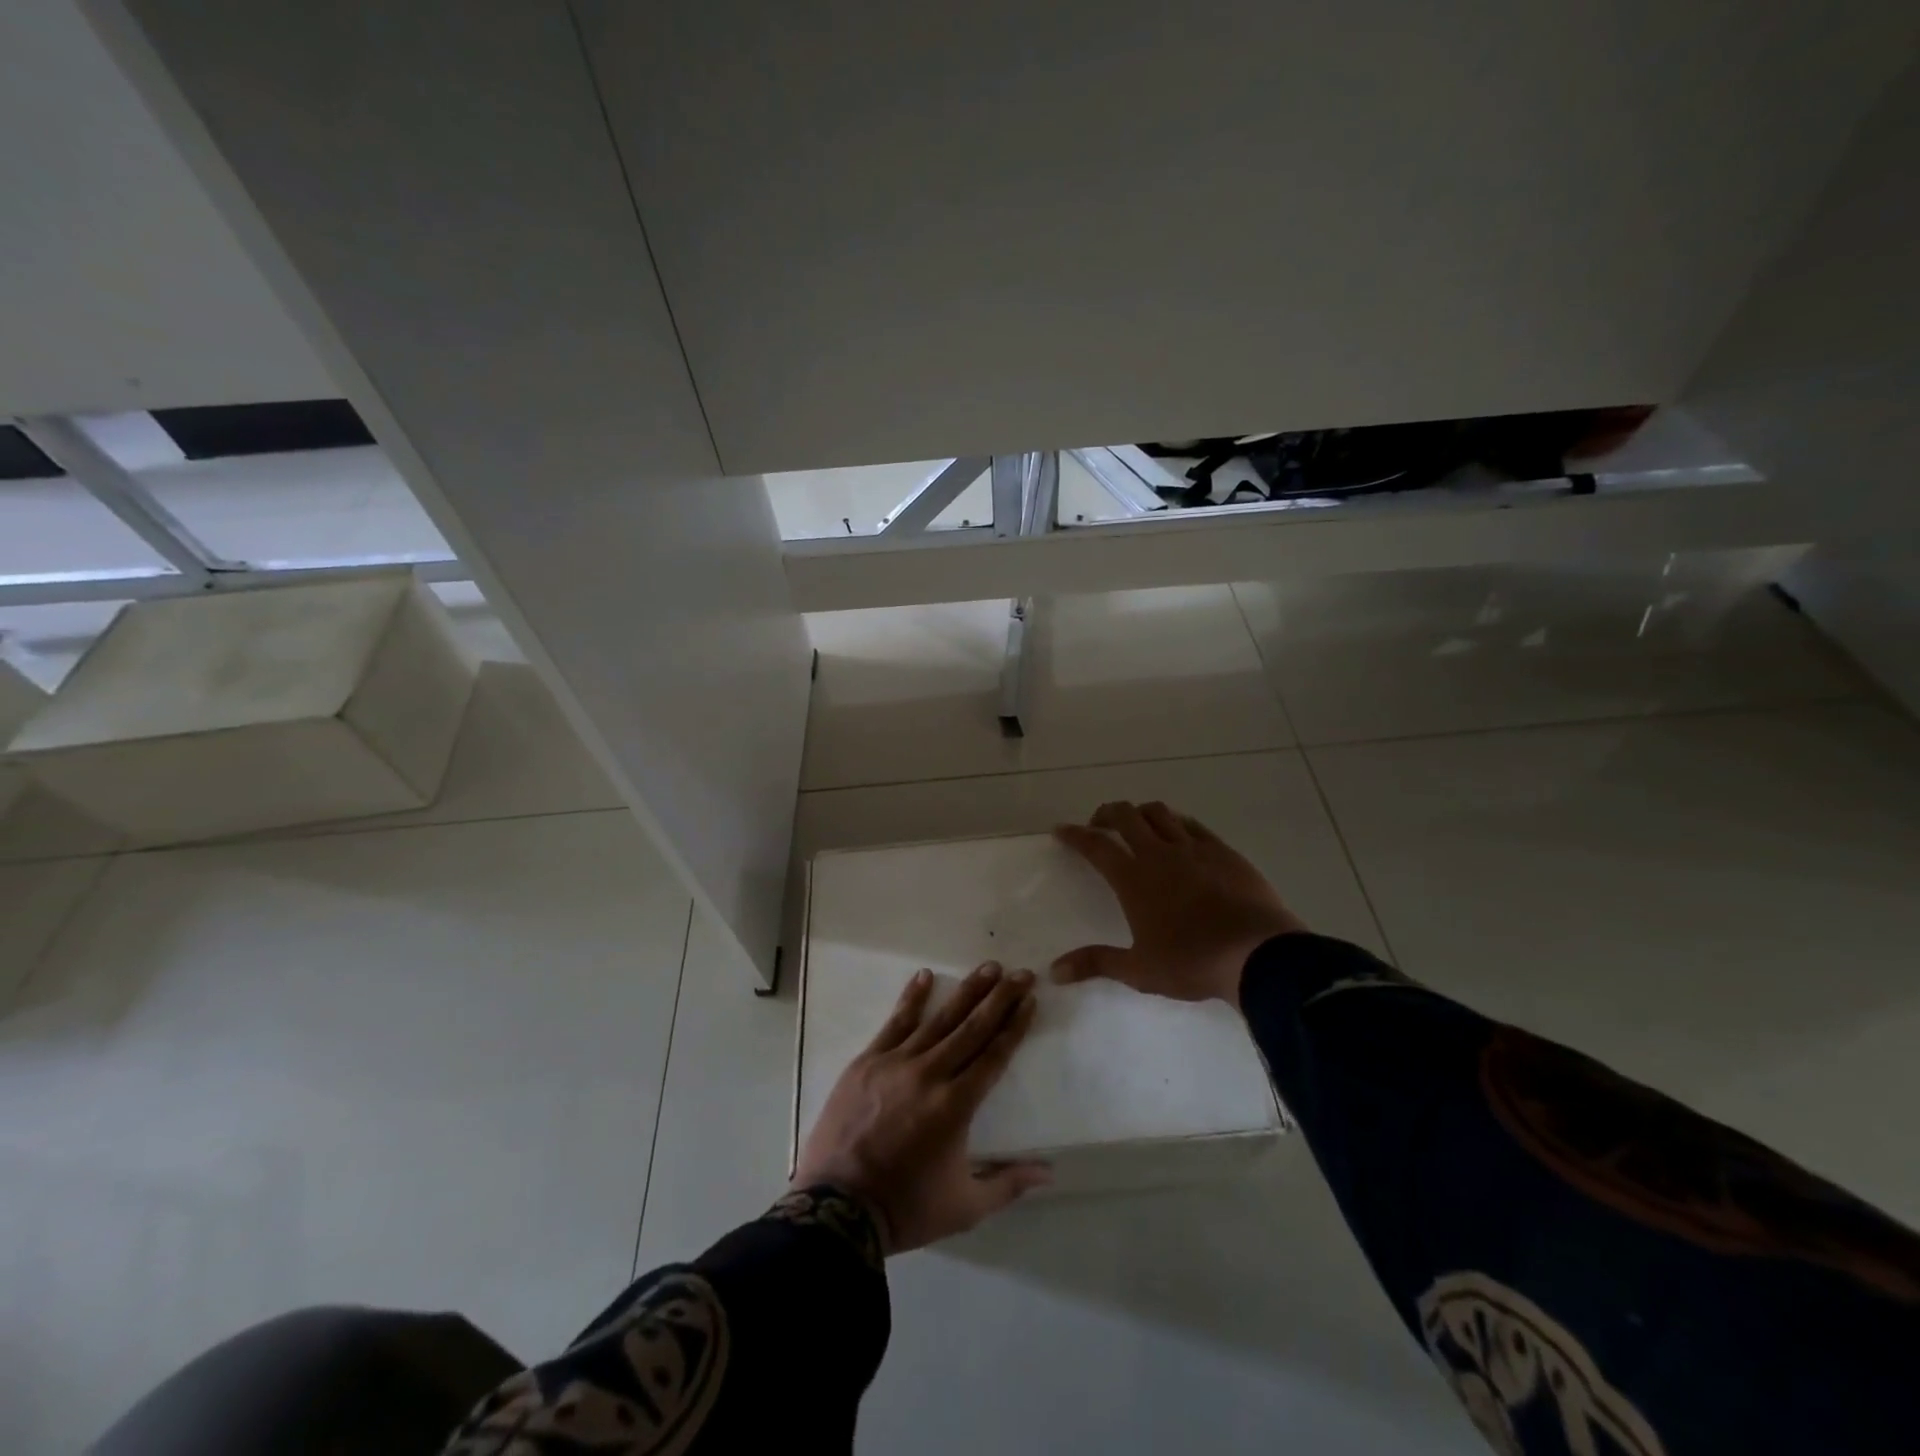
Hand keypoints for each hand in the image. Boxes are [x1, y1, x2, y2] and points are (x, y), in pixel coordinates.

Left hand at [793, 962, 1051, 1253]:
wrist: (837, 1208)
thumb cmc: (905, 1207)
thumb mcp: (965, 1207)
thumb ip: (1008, 1183)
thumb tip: (1049, 1172)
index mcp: (956, 1105)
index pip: (994, 1055)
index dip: (1015, 1026)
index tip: (1030, 1000)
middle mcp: (930, 1074)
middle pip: (972, 1028)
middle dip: (1000, 998)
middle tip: (1021, 973)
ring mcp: (896, 1063)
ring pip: (938, 1019)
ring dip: (966, 991)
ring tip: (989, 968)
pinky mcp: (867, 1061)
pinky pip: (895, 1022)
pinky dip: (911, 998)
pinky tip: (925, 976)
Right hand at [1052, 800, 1306, 1009]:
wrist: (1258, 955)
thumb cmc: (1192, 962)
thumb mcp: (1139, 970)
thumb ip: (1096, 963)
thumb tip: (1054, 971)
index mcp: (1133, 878)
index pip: (1095, 846)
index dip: (1075, 835)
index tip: (1061, 830)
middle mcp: (1159, 854)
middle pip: (1126, 816)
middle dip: (1107, 813)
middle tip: (1099, 824)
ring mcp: (1194, 848)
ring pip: (1160, 813)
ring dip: (1141, 813)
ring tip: (1137, 826)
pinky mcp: (1223, 851)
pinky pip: (1193, 825)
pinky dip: (1176, 823)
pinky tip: (1178, 835)